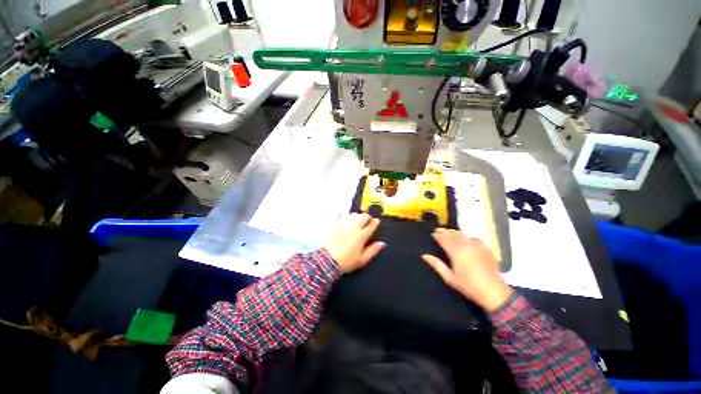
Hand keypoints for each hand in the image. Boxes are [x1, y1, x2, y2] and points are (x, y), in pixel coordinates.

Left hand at [324, 213, 384, 273]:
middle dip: (367, 217)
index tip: (376, 221)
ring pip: (353, 215)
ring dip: (357, 215)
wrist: (328, 260)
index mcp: (362, 235)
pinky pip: (338, 215)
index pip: (371, 225)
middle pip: (363, 217)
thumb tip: (382, 243)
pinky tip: (342, 215)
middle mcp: (354, 227)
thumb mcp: (362, 259)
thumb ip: (373, 250)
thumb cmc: (347, 261)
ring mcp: (343, 224)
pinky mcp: (334, 224)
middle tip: (368, 219)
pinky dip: (341, 214)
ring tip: (357, 218)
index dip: (375, 222)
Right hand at [422, 228, 512, 311]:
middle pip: (453, 235)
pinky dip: (466, 236)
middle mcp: (466, 246)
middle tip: (438, 229)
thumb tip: (424, 256)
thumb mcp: (449, 277)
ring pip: (463, 235)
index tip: (433, 233)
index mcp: (456, 252)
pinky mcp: (485, 248)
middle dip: (445, 232)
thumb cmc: (468, 286)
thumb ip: (437, 265)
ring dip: (454, 232)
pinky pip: (473, 238)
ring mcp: (477, 246)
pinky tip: (465, 237)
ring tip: (449, 231)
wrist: (494, 292)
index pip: (444, 240)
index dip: (438, 236)